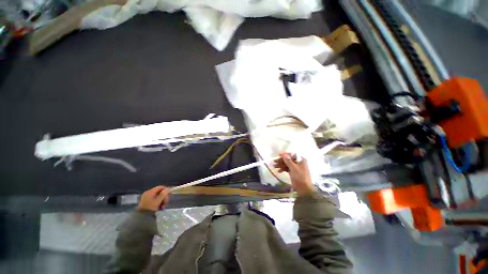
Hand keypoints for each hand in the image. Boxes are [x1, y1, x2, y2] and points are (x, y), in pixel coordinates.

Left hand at [138, 186, 169, 211]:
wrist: (141, 218)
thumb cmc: (150, 209)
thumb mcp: (157, 202)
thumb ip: (163, 194)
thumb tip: (168, 188)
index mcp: (150, 192)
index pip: (161, 187)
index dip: (166, 190)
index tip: (169, 195)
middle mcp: (148, 193)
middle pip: (160, 192)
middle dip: (164, 198)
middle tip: (165, 204)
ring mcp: (146, 197)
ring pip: (158, 197)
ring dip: (162, 201)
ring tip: (162, 207)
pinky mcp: (146, 202)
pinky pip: (154, 200)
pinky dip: (158, 203)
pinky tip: (159, 208)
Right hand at [274, 153, 314, 195]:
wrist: (304, 189)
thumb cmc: (300, 177)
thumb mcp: (293, 168)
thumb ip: (288, 160)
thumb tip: (283, 154)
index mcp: (301, 160)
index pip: (292, 154)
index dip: (285, 154)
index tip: (279, 155)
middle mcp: (299, 162)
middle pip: (289, 159)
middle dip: (281, 160)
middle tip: (274, 161)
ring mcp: (296, 167)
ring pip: (287, 164)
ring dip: (281, 165)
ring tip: (274, 166)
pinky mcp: (293, 172)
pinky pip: (287, 168)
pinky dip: (283, 169)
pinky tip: (279, 171)